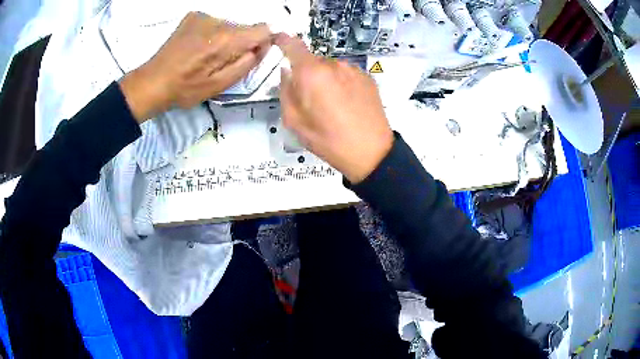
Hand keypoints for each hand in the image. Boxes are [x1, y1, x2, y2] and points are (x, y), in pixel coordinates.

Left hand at [120, 12, 271, 122]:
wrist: (152, 82)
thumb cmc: (184, 89)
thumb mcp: (219, 86)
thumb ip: (245, 65)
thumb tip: (261, 49)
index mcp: (225, 40)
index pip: (263, 29)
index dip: (263, 42)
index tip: (251, 55)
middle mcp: (217, 21)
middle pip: (245, 28)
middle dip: (242, 43)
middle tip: (222, 62)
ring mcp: (203, 16)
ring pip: (230, 26)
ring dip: (226, 39)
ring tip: (206, 56)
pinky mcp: (193, 16)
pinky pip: (215, 23)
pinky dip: (213, 34)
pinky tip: (198, 47)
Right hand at [276, 34, 393, 183]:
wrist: (371, 152)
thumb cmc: (328, 140)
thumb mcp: (294, 122)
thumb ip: (285, 92)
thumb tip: (287, 72)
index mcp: (312, 73)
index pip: (294, 46)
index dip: (284, 41)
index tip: (278, 40)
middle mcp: (334, 65)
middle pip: (313, 61)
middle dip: (307, 74)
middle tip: (310, 99)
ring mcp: (353, 70)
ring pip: (331, 68)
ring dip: (326, 79)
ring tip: (332, 105)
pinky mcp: (368, 78)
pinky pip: (347, 74)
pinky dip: (342, 83)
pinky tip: (347, 104)